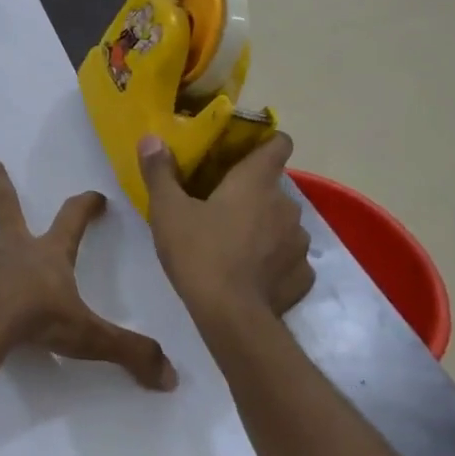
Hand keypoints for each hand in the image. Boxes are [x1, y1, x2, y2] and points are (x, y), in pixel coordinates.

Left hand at [0, 162, 177, 390]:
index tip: (95, 196)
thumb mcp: (94, 338)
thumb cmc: (43, 322)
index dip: (86, 207)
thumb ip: (133, 354)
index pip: (73, 221)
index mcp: (48, 256)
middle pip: (7, 210)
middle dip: (1, 187)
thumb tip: (172, 378)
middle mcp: (12, 249)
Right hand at [138, 131, 314, 323]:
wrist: (231, 316)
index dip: (265, 143)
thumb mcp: (167, 211)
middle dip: (252, 193)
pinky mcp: (303, 274)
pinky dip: (274, 260)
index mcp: (256, 182)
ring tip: (235, 243)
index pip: (278, 144)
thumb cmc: (198, 253)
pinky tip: (251, 274)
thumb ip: (160, 172)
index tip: (244, 152)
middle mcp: (286, 205)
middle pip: (273, 187)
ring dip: (264, 227)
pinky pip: (289, 258)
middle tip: (221, 207)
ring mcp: (299, 241)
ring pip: (283, 223)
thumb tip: (151, 139)